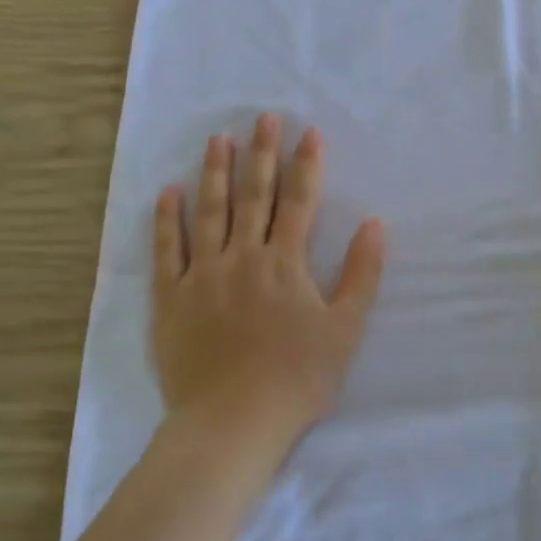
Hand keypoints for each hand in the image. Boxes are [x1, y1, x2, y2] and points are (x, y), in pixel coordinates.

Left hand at [151, 114, 384, 456]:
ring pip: (209, 212)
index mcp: (285, 263)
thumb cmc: (297, 378)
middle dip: (261, 153)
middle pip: (254, 196)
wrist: (233, 422)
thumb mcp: (345, 329)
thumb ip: (361, 273)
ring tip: (218, 139)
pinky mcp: (171, 298)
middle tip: (264, 117)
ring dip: (216, 173)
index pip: (298, 201)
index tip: (309, 132)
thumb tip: (375, 224)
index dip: (306, 165)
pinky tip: (167, 192)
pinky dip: (166, 219)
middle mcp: (242, 257)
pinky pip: (166, 250)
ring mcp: (202, 275)